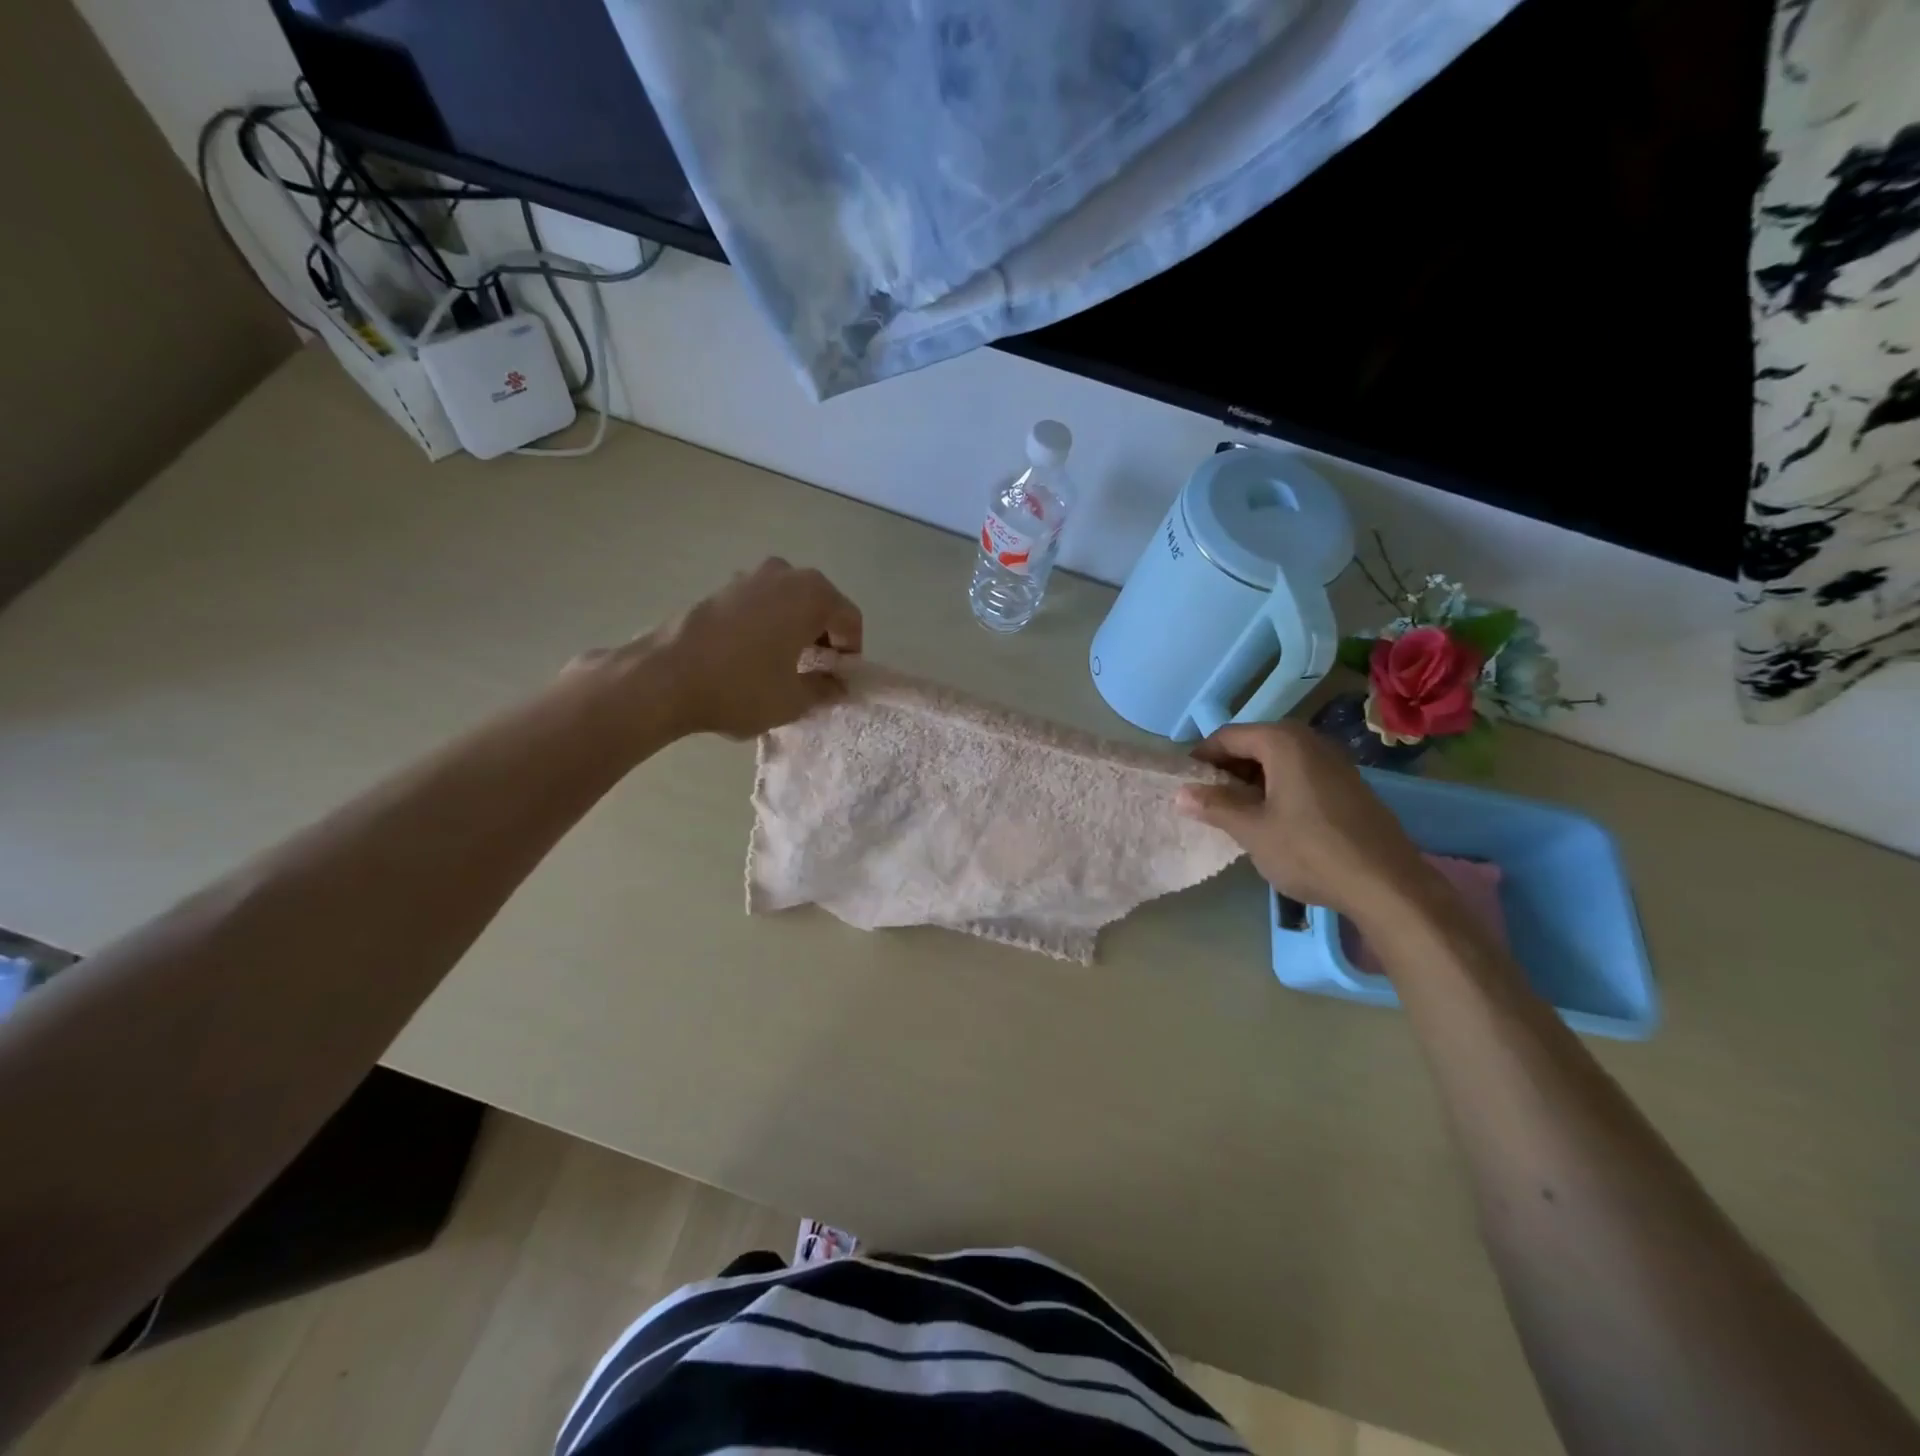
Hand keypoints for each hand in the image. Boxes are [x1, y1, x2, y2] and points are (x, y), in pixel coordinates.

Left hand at [601, 559, 862, 740]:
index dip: (850, 654)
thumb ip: (825, 689)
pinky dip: (767, 626)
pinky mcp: (721, 588)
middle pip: (820, 606)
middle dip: (823, 639)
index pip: (850, 620)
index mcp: (813, 594)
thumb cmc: (741, 687)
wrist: (664, 677)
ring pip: (789, 604)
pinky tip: (751, 658)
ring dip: (794, 631)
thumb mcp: (794, 700)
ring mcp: (749, 576)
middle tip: (813, 675)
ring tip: (781, 667)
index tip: (837, 682)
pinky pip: (761, 605)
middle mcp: (785, 574)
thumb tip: (837, 684)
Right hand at [1176, 722, 1439, 925]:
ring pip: (1277, 761)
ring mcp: (1333, 761)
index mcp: (1282, 741)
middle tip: (1206, 802)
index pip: (1227, 737)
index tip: (1185, 785)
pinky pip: (1299, 774)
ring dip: (1251, 781)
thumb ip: (1214, 806)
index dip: (1201, 758)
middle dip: (1226, 770)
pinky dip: (1277, 788)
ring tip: (1234, 814)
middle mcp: (1309, 740)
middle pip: (1253, 744)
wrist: (1388, 885)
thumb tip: (1180, 792)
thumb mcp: (1252, 830)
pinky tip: (1272, 820)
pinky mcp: (1347, 784)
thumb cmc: (1310, 851)